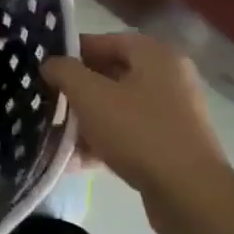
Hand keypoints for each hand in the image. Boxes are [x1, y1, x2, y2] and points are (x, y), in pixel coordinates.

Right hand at [41, 32, 228, 233]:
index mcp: (154, 54)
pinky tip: (75, 161)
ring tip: (56, 135)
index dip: (71, 52)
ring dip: (86, 120)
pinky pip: (129, 133)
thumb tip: (50, 64)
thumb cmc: (138, 131)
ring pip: (117, 107)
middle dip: (76, 91)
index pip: (104, 41)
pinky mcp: (170, 144)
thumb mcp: (90, 95)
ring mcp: (172, 112)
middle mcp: (168, 77)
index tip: (44, 69)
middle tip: (46, 102)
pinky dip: (104, 142)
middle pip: (110, 75)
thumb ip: (65, 72)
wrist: (189, 193)